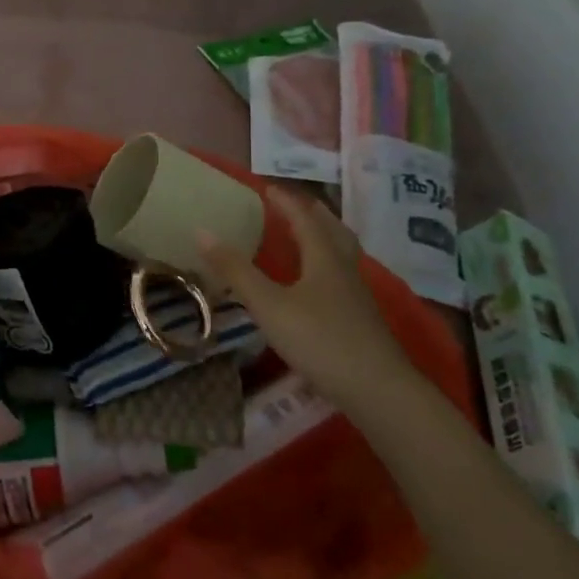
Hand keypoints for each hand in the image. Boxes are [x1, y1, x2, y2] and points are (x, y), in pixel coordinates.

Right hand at [196, 185, 414, 399]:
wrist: (377, 390)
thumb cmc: (319, 340)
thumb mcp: (268, 305)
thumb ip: (236, 270)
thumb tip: (201, 231)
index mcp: (324, 259)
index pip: (305, 219)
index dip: (286, 202)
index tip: (267, 188)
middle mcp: (345, 271)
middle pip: (334, 232)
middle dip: (313, 214)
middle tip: (294, 205)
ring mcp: (357, 297)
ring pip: (343, 256)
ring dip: (325, 239)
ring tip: (308, 237)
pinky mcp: (361, 321)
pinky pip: (342, 279)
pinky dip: (327, 267)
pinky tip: (317, 286)